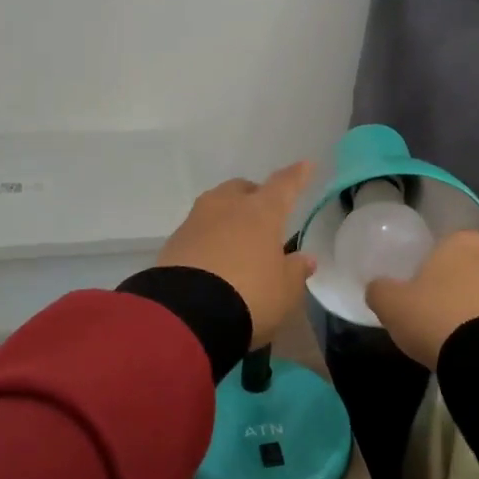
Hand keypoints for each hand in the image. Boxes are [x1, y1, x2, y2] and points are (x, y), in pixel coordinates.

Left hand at [157, 162, 317, 348]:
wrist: (187, 314)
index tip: (305, 164)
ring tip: (236, 238)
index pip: (284, 185)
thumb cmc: (249, 296)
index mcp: (261, 212)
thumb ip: (296, 271)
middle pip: (242, 189)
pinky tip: (212, 258)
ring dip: (228, 216)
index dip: (297, 176)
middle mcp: (227, 206)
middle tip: (263, 216)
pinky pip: (197, 230)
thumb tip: (305, 259)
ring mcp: (196, 221)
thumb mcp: (284, 291)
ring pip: (216, 206)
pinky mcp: (173, 241)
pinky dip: (208, 238)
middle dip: (254, 196)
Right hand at [365, 231, 478, 370]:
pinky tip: (477, 344)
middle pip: (469, 265)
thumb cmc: (436, 317)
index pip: (444, 246)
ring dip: (478, 304)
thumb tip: (377, 287)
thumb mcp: (392, 304)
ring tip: (459, 332)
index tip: (421, 290)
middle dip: (458, 283)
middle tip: (438, 310)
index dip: (431, 268)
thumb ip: (380, 290)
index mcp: (461, 240)